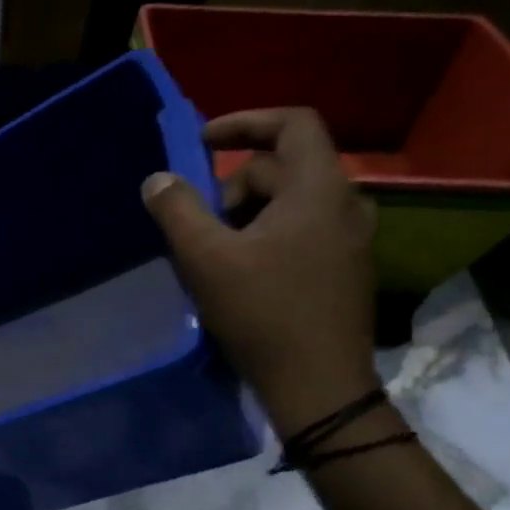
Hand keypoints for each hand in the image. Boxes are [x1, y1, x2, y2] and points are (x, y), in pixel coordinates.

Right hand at [141, 108, 378, 435]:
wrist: (320, 387)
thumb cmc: (264, 314)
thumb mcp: (207, 259)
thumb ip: (177, 210)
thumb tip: (158, 179)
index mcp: (319, 190)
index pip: (293, 123)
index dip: (245, 122)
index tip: (203, 142)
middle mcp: (346, 205)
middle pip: (284, 168)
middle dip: (234, 187)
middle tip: (200, 226)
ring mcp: (351, 240)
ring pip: (291, 203)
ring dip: (247, 215)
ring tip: (215, 254)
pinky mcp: (346, 269)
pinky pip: (302, 230)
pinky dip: (267, 235)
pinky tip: (242, 274)